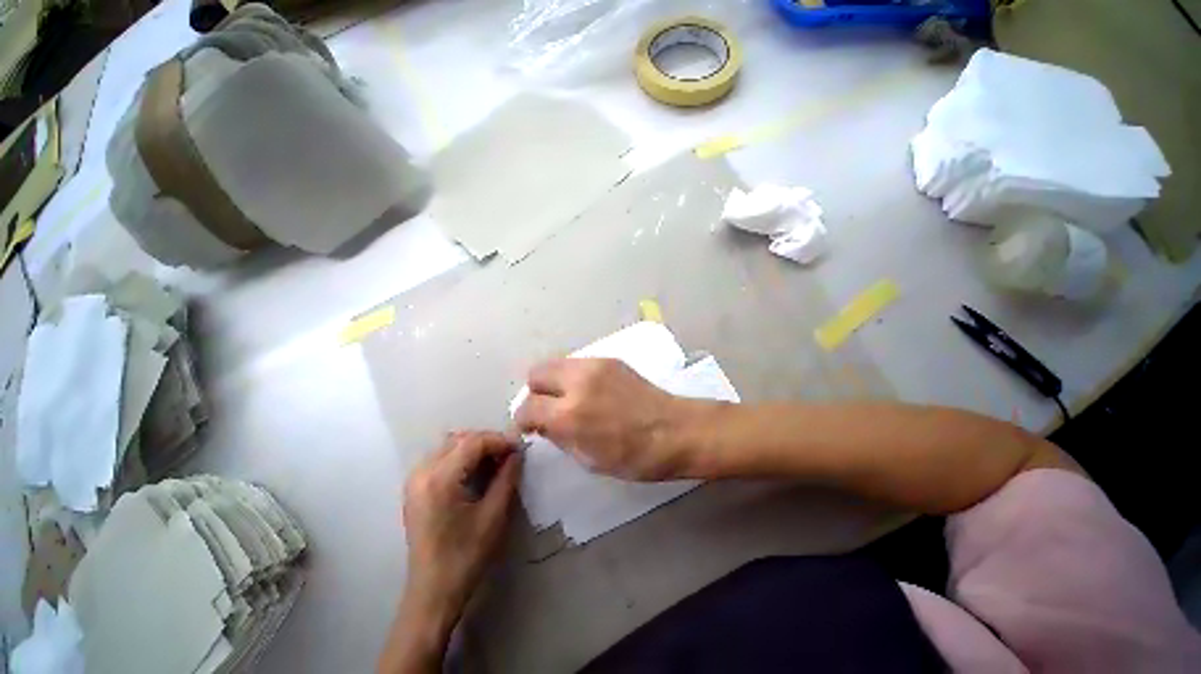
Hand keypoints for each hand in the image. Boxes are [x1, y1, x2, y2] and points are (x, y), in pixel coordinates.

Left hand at [400, 431, 520, 630]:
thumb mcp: (494, 514)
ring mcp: (414, 480)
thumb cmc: (466, 556)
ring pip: (450, 445)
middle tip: (509, 456)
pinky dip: (461, 457)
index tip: (519, 449)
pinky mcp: (414, 488)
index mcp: (440, 479)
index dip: (500, 441)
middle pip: (460, 439)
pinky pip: (440, 457)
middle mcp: (422, 472)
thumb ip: (507, 477)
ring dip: (474, 448)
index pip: (474, 442)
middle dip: (488, 442)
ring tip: (494, 463)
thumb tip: (517, 452)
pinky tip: (475, 472)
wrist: (432, 592)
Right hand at [514, 358, 694, 480]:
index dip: (524, 420)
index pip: (526, 407)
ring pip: (555, 363)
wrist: (675, 429)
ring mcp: (595, 366)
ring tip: (570, 398)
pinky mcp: (609, 359)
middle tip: (549, 409)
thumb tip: (543, 424)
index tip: (533, 427)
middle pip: (536, 373)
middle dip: (536, 392)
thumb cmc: (634, 457)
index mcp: (569, 415)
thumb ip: (559, 437)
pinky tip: (590, 391)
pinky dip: (574, 376)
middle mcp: (577, 383)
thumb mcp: (588, 460)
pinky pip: (578, 363)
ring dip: (554, 381)